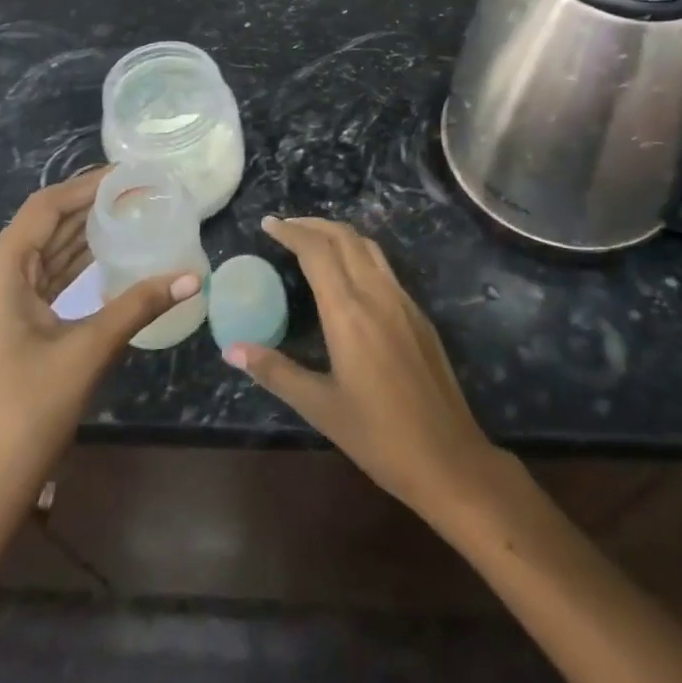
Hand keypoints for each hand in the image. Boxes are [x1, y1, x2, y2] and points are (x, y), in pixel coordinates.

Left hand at [0, 166, 199, 517]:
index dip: (87, 186)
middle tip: (137, 193)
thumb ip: (139, 304)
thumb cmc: (28, 414)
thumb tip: (194, 277)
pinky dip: (66, 266)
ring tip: (128, 214)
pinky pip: (34, 279)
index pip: (45, 208)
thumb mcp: (88, 350)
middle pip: (41, 226)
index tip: (128, 173)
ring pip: (38, 253)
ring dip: (79, 236)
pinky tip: (102, 256)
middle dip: (88, 208)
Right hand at [224, 215, 496, 513]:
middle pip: (343, 237)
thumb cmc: (379, 436)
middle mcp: (376, 293)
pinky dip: (358, 253)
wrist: (450, 458)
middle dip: (312, 224)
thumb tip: (231, 350)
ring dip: (337, 234)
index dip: (291, 231)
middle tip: (285, 227)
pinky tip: (348, 274)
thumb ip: (276, 371)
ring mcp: (402, 300)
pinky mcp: (418, 314)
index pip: (316, 251)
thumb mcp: (320, 407)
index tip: (267, 224)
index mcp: (348, 311)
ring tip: (313, 241)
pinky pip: (383, 266)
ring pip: (367, 246)